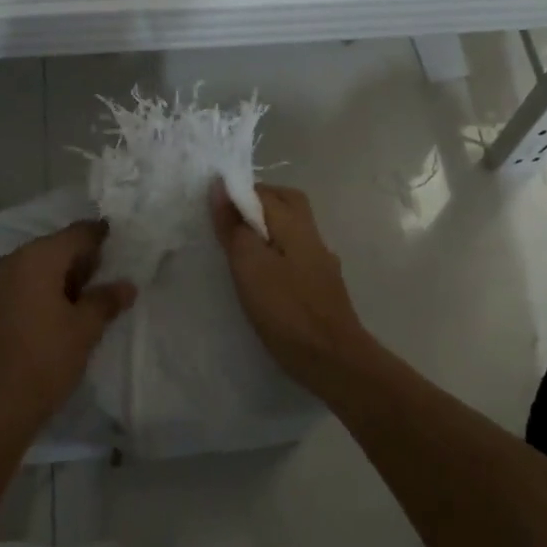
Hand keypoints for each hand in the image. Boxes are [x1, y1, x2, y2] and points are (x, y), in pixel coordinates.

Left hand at [0, 221, 135, 440]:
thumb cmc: (45, 360)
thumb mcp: (85, 329)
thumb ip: (106, 300)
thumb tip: (126, 285)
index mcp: (35, 258)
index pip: (76, 234)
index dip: (99, 235)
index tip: (119, 240)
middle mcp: (10, 262)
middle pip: (53, 248)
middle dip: (81, 258)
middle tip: (108, 275)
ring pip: (36, 268)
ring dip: (61, 276)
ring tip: (87, 298)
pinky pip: (21, 286)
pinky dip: (42, 290)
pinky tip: (59, 313)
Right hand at [210, 180, 372, 384]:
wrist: (333, 360)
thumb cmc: (286, 311)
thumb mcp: (250, 267)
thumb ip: (235, 227)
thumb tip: (221, 187)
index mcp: (295, 226)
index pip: (265, 193)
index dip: (238, 193)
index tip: (213, 207)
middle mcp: (313, 236)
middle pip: (287, 203)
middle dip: (258, 203)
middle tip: (229, 221)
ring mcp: (321, 261)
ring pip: (293, 229)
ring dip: (268, 228)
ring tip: (240, 247)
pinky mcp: (322, 285)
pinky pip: (296, 252)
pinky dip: (277, 251)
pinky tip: (264, 274)